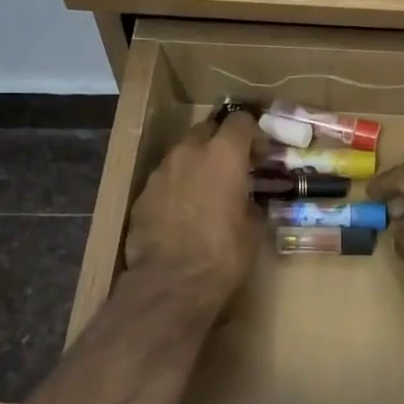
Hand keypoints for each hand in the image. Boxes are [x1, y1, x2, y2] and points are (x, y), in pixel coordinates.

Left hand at [125, 111, 262, 310]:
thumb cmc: (223, 255)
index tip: (260, 153)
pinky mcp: (143, 193)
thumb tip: (249, 202)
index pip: (240, 120)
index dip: (253, 132)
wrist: (170, 283)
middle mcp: (189, 153)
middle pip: (208, 129)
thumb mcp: (253, 229)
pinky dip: (178, 186)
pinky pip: (165, 178)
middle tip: (234, 166)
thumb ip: (252, 203)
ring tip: (208, 189)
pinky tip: (184, 210)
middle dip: (222, 141)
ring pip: (183, 153)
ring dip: (197, 163)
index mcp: (224, 155)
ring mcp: (161, 171)